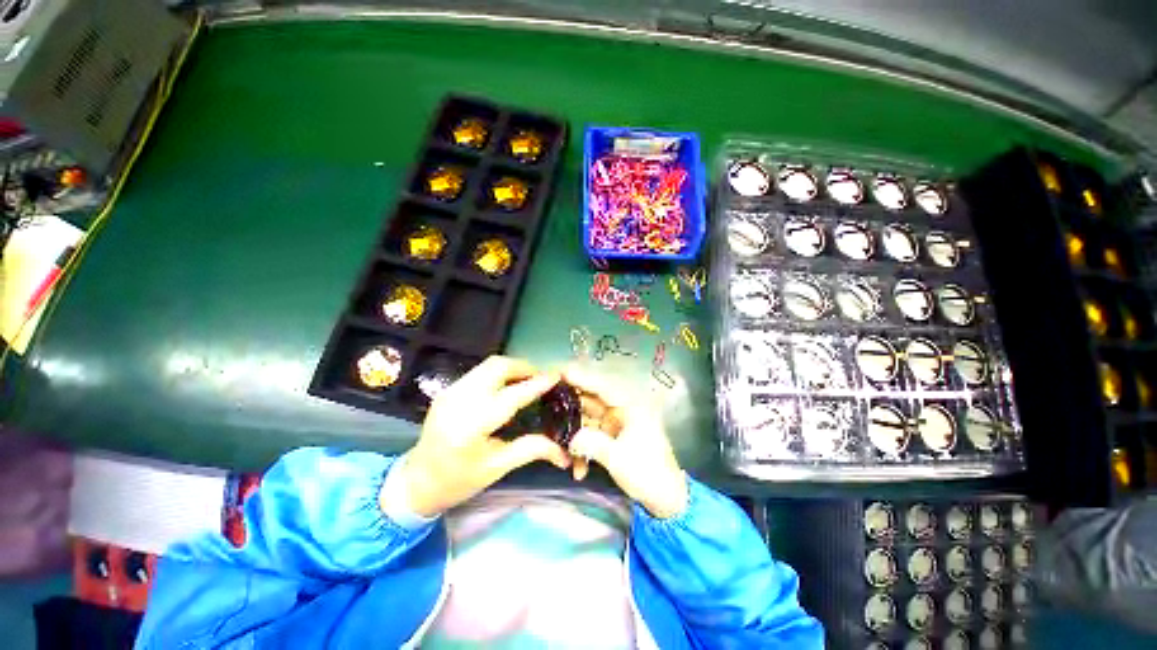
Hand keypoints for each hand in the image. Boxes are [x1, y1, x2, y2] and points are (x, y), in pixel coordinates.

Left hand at [395, 356, 571, 516]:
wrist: (416, 481)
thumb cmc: (458, 480)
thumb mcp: (497, 468)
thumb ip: (531, 450)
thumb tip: (563, 452)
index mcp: (471, 426)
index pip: (511, 396)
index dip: (536, 384)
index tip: (555, 376)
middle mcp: (458, 401)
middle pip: (497, 367)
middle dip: (524, 367)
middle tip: (541, 378)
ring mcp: (451, 391)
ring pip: (489, 364)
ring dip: (513, 367)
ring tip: (528, 379)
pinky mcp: (449, 389)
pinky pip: (480, 371)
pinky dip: (499, 372)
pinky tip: (508, 385)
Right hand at [564, 366, 688, 518]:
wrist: (665, 499)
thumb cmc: (646, 473)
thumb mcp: (617, 458)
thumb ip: (590, 442)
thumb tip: (570, 439)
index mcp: (629, 407)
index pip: (602, 387)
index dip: (581, 378)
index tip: (561, 371)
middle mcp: (622, 411)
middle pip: (592, 401)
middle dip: (571, 405)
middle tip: (548, 402)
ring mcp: (616, 425)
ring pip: (588, 420)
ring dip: (574, 434)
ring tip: (557, 444)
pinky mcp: (613, 438)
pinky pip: (592, 436)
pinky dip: (583, 450)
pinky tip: (578, 470)